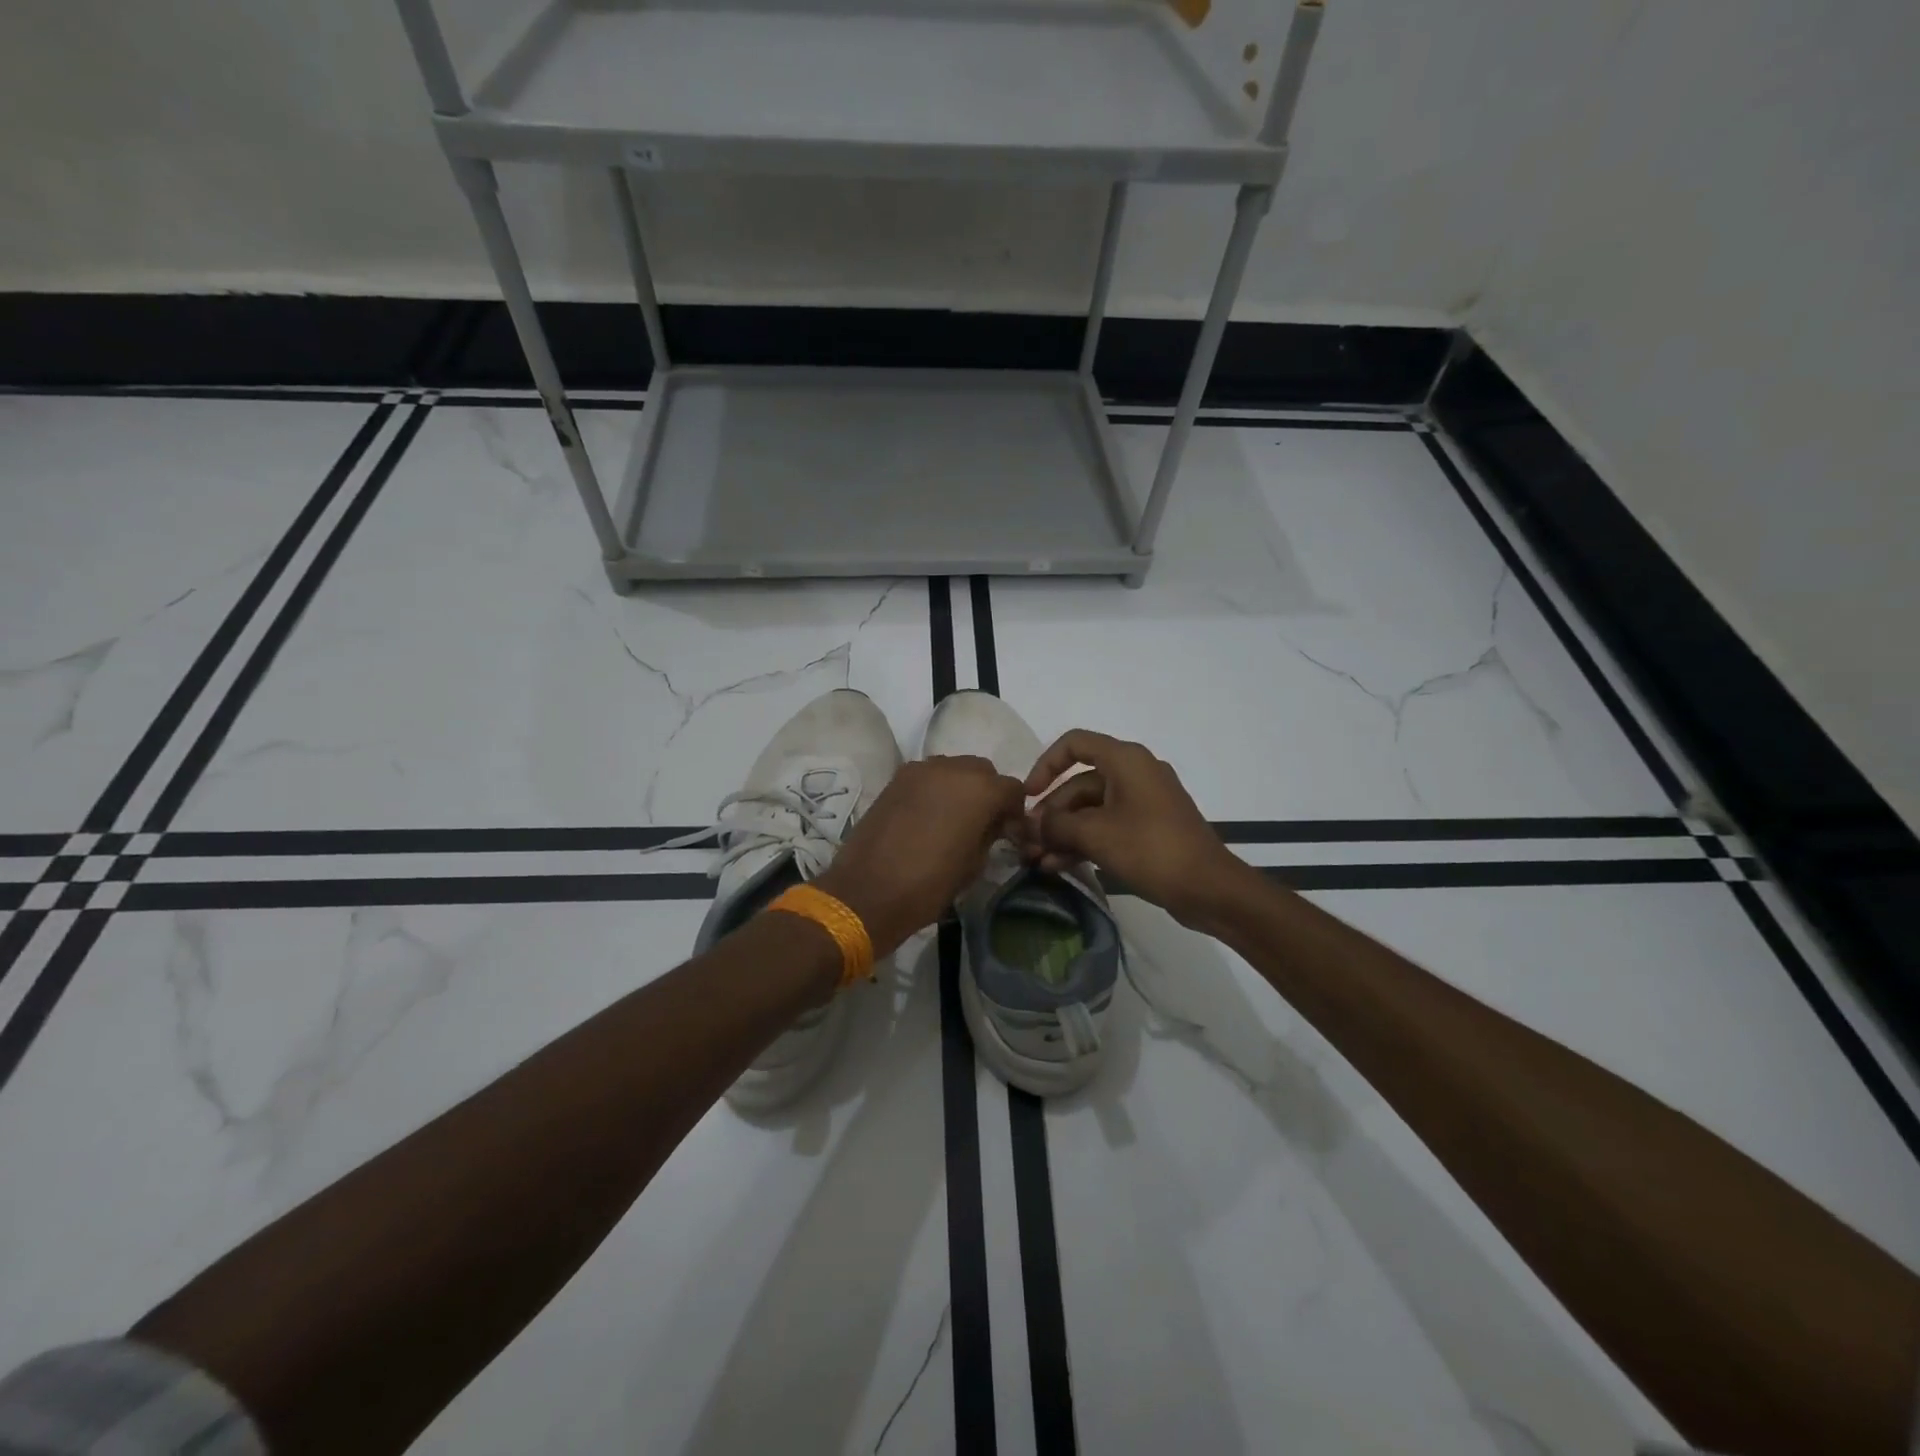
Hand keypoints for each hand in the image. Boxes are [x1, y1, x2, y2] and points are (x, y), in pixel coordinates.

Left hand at [815, 756, 1027, 957]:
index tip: (1009, 832)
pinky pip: (928, 776)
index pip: (1012, 788)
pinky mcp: (897, 778)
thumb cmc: (930, 884)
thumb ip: (990, 834)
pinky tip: (928, 815)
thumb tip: (994, 825)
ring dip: (961, 787)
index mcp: (980, 790)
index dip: (1014, 810)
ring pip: (953, 768)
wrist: (869, 890)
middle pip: (983, 771)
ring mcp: (921, 770)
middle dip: (988, 792)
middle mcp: (953, 768)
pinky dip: (935, 789)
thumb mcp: (974, 864)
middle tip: (983, 822)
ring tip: (953, 817)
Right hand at [1022, 730, 1255, 929]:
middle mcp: (1134, 773)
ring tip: (1038, 860)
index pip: (1074, 744)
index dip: (1045, 765)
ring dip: (1063, 833)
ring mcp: (1143, 802)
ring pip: (1091, 809)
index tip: (1028, 796)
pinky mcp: (1148, 829)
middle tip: (1029, 842)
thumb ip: (1056, 825)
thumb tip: (1033, 826)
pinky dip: (1084, 842)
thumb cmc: (1150, 849)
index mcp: (1125, 760)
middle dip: (1051, 813)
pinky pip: (1107, 826)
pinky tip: (1059, 866)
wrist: (1209, 888)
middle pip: (1079, 783)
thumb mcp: (1095, 834)